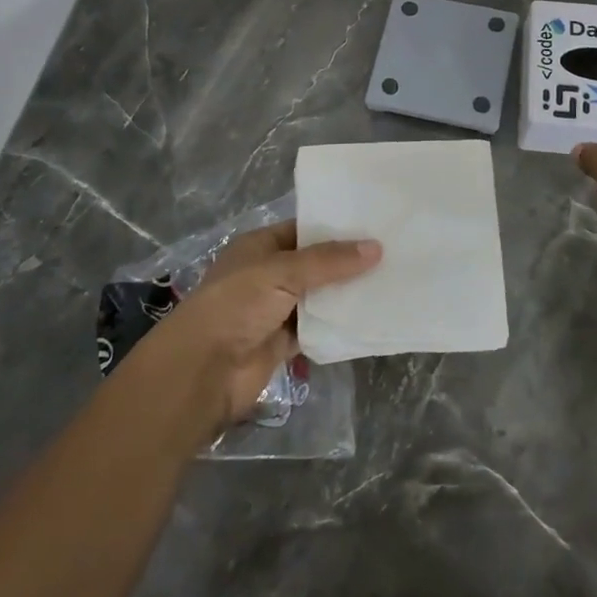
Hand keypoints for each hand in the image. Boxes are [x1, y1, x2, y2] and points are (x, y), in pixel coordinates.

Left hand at [131, 220, 380, 436]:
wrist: (203, 370)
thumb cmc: (237, 305)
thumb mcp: (282, 271)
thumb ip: (329, 261)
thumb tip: (376, 247)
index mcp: (260, 246)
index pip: (304, 229)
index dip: (336, 227)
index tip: (375, 225)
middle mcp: (268, 274)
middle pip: (315, 264)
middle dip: (347, 262)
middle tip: (393, 252)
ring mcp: (276, 309)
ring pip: (319, 296)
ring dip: (345, 294)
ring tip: (391, 281)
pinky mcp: (283, 342)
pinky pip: (317, 328)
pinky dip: (337, 324)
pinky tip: (370, 317)